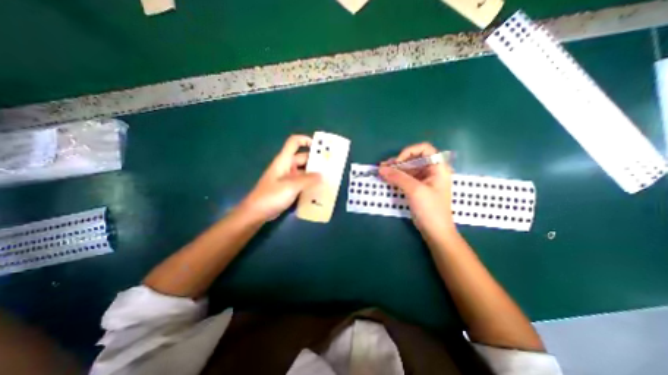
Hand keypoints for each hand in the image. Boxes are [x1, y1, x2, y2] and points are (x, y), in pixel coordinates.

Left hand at [240, 135, 322, 220]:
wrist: (256, 212)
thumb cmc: (272, 196)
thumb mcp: (291, 186)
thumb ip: (308, 179)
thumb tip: (322, 175)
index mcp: (284, 160)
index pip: (294, 142)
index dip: (306, 140)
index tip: (320, 147)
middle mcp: (286, 166)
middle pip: (302, 158)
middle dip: (315, 160)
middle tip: (330, 165)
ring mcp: (287, 178)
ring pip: (303, 171)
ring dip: (313, 173)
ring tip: (327, 177)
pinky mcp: (288, 188)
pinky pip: (301, 181)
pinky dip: (309, 183)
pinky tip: (318, 188)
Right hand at [378, 142, 456, 241]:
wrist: (435, 231)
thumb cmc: (430, 209)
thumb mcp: (414, 190)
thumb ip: (398, 177)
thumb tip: (381, 168)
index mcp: (438, 168)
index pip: (425, 149)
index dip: (410, 152)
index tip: (398, 162)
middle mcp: (432, 171)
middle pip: (414, 159)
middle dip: (398, 161)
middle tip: (383, 166)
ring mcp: (424, 180)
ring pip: (408, 169)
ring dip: (395, 169)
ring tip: (381, 171)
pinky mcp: (418, 188)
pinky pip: (406, 178)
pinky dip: (396, 177)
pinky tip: (387, 178)